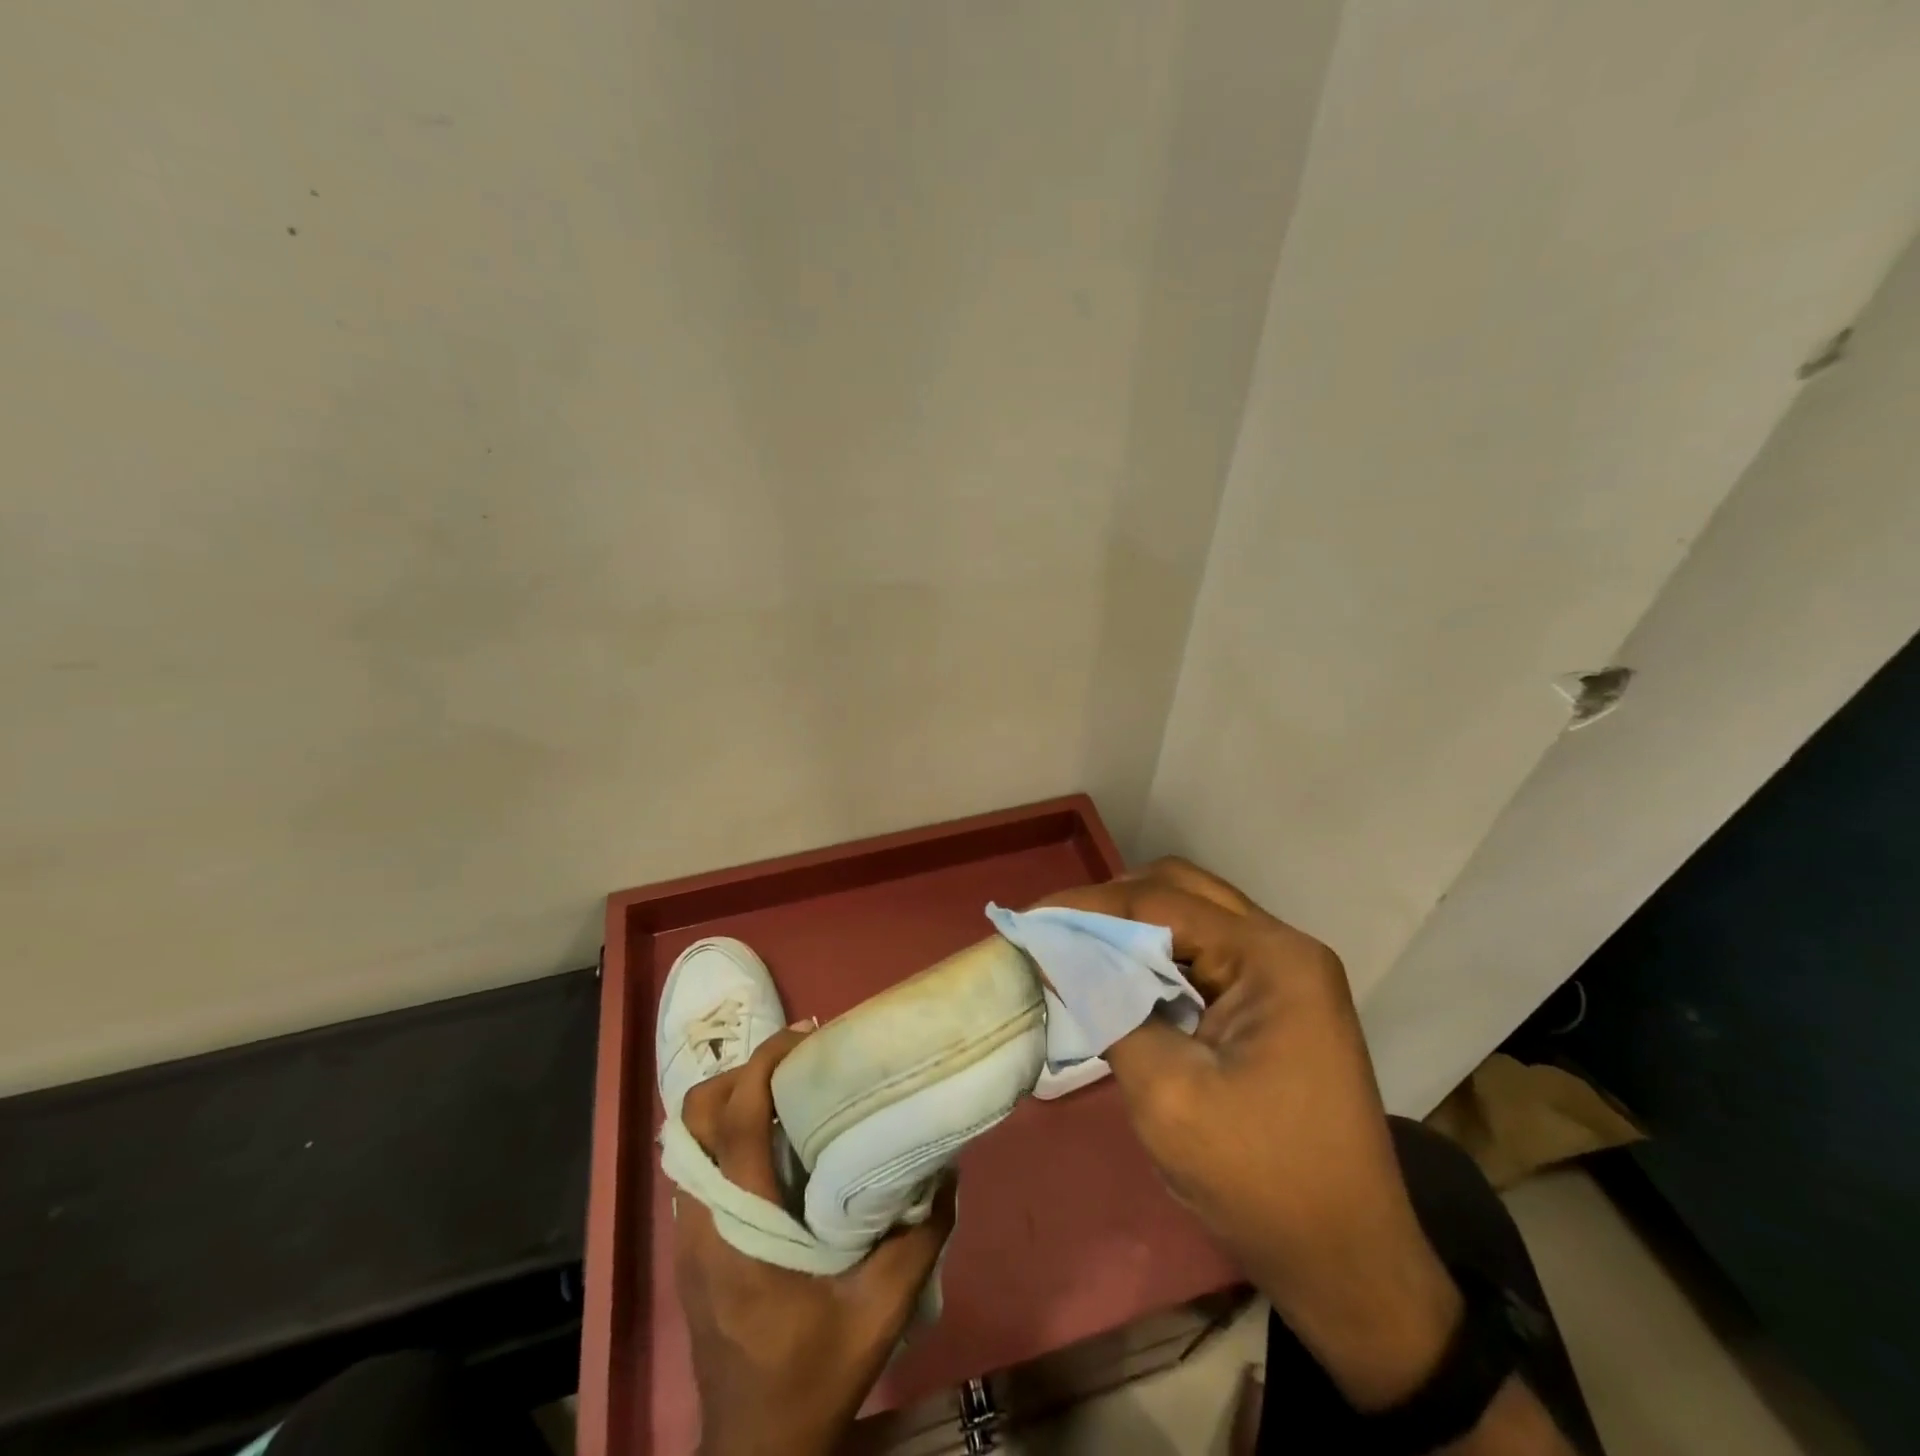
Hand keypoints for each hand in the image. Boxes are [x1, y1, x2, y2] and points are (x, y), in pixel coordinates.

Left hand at [674, 1029, 956, 1455]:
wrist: (753, 1449)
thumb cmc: (812, 1378)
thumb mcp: (881, 1314)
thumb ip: (917, 1239)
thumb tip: (946, 1172)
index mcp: (739, 1230)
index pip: (735, 1120)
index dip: (764, 1064)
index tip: (806, 1037)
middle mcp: (700, 1221)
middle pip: (695, 1116)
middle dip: (740, 1072)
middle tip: (796, 1063)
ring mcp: (686, 1233)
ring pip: (689, 1138)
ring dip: (731, 1099)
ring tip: (787, 1090)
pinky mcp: (689, 1244)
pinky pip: (697, 1164)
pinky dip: (726, 1133)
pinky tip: (771, 1141)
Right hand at [1036, 859, 1460, 1408]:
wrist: (1348, 1266)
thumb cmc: (1259, 1182)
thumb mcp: (1166, 1092)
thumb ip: (1107, 1008)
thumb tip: (1053, 954)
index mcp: (1273, 959)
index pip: (1162, 903)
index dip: (1088, 906)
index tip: (1028, 919)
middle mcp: (1285, 949)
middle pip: (1182, 892)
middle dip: (1111, 905)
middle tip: (1053, 931)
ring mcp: (1286, 974)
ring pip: (1194, 916)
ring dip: (1133, 927)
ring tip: (1077, 949)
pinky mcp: (1277, 1002)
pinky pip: (1206, 953)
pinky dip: (1157, 955)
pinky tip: (1123, 977)